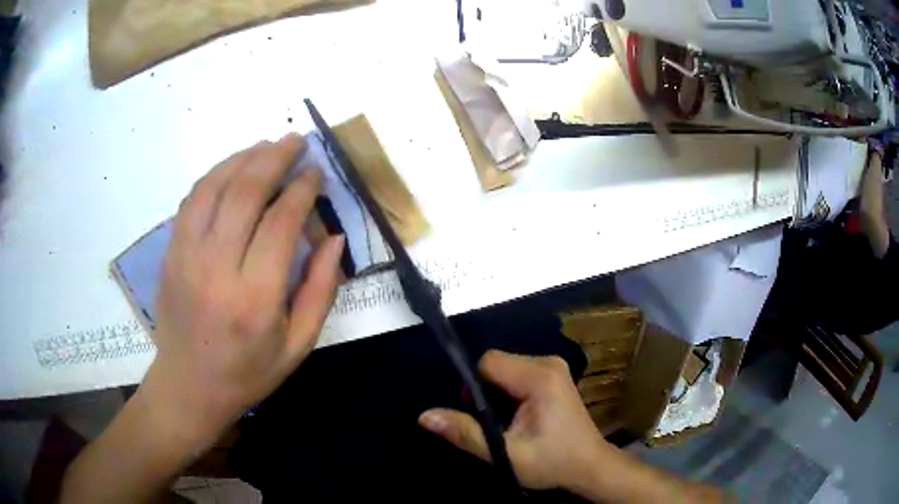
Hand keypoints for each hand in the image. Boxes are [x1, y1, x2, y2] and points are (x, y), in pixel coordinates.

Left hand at [145, 134, 345, 445]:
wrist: (188, 386)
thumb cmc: (248, 373)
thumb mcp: (297, 346)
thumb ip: (320, 290)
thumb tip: (334, 237)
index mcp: (255, 298)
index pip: (281, 222)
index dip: (302, 188)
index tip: (316, 170)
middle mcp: (216, 269)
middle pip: (244, 193)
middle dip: (274, 158)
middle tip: (295, 141)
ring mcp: (186, 256)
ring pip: (213, 187)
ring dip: (243, 158)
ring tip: (266, 145)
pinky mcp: (170, 253)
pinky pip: (191, 199)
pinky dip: (214, 175)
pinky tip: (232, 168)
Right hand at [418, 350, 616, 492]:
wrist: (590, 466)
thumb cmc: (552, 462)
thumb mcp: (506, 454)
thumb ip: (465, 433)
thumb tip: (425, 416)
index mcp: (539, 377)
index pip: (488, 362)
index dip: (473, 386)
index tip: (476, 415)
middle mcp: (548, 363)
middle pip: (496, 363)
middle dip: (485, 391)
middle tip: (493, 424)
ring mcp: (554, 367)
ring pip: (505, 368)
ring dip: (497, 393)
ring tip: (507, 423)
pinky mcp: (555, 375)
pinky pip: (518, 373)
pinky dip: (509, 392)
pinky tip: (518, 416)